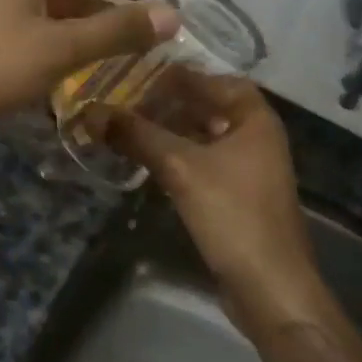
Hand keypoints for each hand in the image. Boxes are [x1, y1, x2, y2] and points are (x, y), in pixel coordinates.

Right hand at [105, 78, 333, 341]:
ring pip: (204, 137)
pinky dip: (177, 157)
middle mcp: (257, 138)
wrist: (269, 287)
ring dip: (170, 131)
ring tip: (128, 127)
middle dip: (169, 103)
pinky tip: (147, 161)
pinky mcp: (237, 198)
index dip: (179, 75)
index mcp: (255, 120)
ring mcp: (249, 170)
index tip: (139, 74)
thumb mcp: (179, 167)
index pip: (216, 80)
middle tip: (125, 100)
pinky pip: (203, 164)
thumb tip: (91, 111)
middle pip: (209, 107)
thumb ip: (136, 135)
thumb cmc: (232, 214)